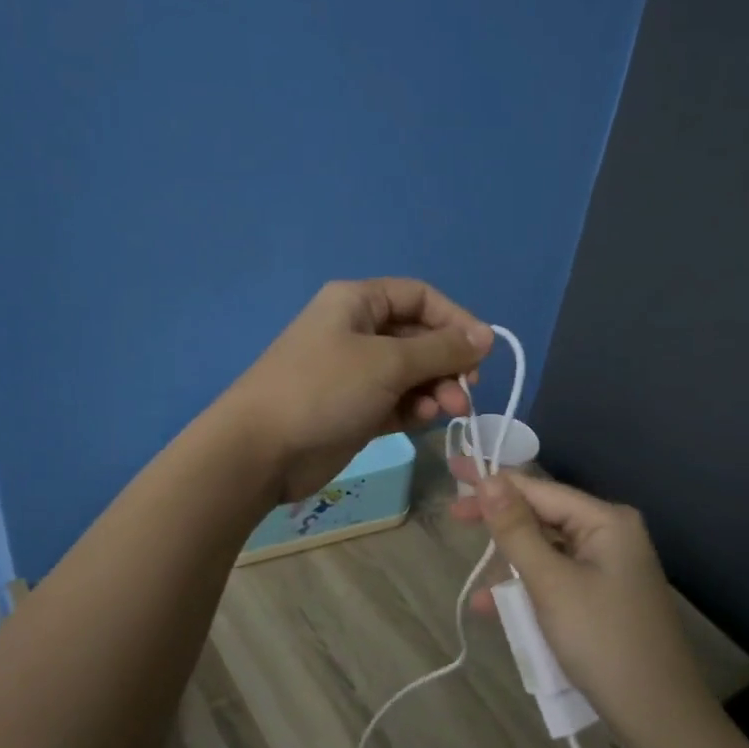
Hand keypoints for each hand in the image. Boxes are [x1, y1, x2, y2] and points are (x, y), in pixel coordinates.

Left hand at [223, 279, 492, 503]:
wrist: (261, 450)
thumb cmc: (324, 390)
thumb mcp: (388, 362)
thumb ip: (441, 349)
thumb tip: (486, 336)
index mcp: (357, 302)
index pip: (419, 297)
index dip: (455, 320)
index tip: (482, 351)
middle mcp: (357, 332)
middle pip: (419, 337)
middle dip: (447, 363)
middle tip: (467, 391)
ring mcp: (354, 373)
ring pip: (411, 374)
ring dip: (436, 390)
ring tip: (448, 411)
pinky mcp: (355, 410)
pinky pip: (397, 402)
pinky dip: (414, 409)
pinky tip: (423, 421)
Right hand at [452, 474, 716, 745]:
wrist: (658, 716)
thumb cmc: (602, 640)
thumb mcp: (551, 582)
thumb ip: (516, 530)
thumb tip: (488, 480)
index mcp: (606, 521)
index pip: (540, 489)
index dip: (494, 481)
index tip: (454, 472)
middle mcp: (611, 535)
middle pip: (543, 516)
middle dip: (500, 524)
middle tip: (454, 517)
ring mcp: (610, 567)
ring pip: (547, 551)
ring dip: (511, 565)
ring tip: (478, 584)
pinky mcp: (604, 597)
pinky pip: (558, 578)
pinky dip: (529, 589)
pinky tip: (497, 608)